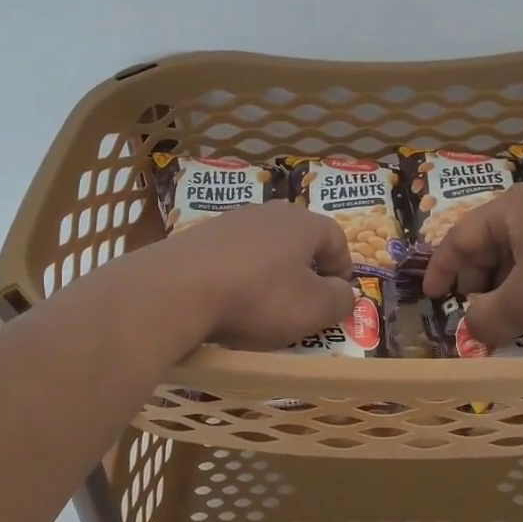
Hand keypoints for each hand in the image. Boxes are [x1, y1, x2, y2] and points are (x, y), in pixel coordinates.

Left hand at [148, 202, 356, 350]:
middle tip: (303, 303)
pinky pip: (233, 257)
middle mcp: (268, 212)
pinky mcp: (199, 237)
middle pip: (299, 240)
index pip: (336, 238)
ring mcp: (230, 221)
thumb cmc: (258, 298)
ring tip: (264, 306)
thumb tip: (345, 293)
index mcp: (303, 223)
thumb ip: (340, 300)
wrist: (177, 290)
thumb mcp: (313, 309)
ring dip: (271, 274)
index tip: (336, 297)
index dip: (343, 269)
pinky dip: (239, 277)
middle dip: (306, 271)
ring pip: (264, 248)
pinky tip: (229, 301)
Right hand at [422, 185, 522, 345]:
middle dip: (477, 281)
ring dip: (507, 286)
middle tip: (474, 313)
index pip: (460, 236)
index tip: (431, 298)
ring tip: (508, 317)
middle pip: (490, 243)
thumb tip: (471, 330)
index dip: (441, 269)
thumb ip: (487, 319)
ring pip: (521, 253)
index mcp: (511, 209)